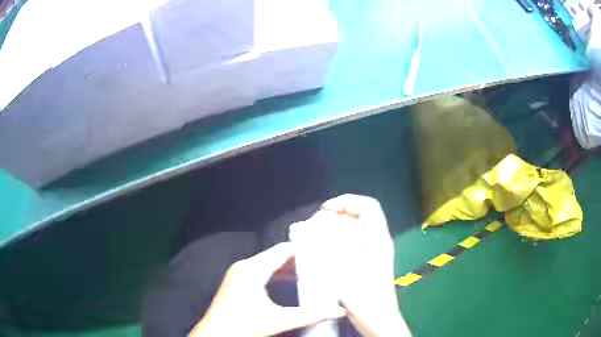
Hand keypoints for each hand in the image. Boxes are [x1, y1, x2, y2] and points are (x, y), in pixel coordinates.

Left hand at [189, 242, 345, 336]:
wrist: (215, 334)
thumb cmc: (244, 325)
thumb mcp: (280, 320)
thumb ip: (311, 315)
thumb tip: (339, 311)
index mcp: (253, 269)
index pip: (282, 250)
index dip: (303, 250)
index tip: (323, 252)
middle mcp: (244, 266)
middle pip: (276, 256)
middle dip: (298, 260)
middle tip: (321, 262)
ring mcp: (238, 274)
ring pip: (268, 264)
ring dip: (287, 268)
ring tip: (310, 272)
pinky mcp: (236, 282)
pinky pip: (260, 272)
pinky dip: (276, 275)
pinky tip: (289, 282)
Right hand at [322, 194, 411, 336]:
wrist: (378, 319)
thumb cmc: (365, 299)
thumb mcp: (347, 274)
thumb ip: (334, 251)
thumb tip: (320, 233)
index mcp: (378, 240)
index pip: (369, 206)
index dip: (349, 201)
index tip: (327, 209)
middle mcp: (380, 241)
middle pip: (364, 213)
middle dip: (343, 210)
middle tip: (322, 219)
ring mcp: (376, 251)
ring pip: (360, 226)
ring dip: (341, 223)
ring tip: (322, 230)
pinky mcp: (371, 260)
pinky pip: (357, 239)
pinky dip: (343, 236)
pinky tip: (329, 247)